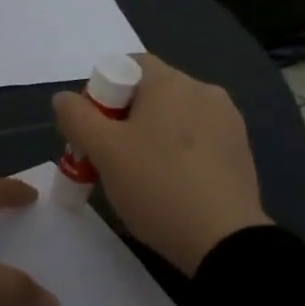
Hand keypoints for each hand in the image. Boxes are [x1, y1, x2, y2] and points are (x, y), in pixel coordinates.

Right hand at [52, 54, 270, 274]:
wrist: (223, 240)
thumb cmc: (157, 186)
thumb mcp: (104, 151)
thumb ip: (77, 118)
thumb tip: (64, 98)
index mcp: (171, 82)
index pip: (127, 65)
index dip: (101, 91)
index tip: (92, 130)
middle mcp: (204, 91)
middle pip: (150, 93)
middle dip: (122, 119)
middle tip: (107, 158)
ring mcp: (227, 121)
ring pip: (174, 118)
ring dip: (150, 137)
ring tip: (137, 177)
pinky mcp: (240, 151)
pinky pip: (197, 140)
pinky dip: (177, 154)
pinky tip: (169, 186)